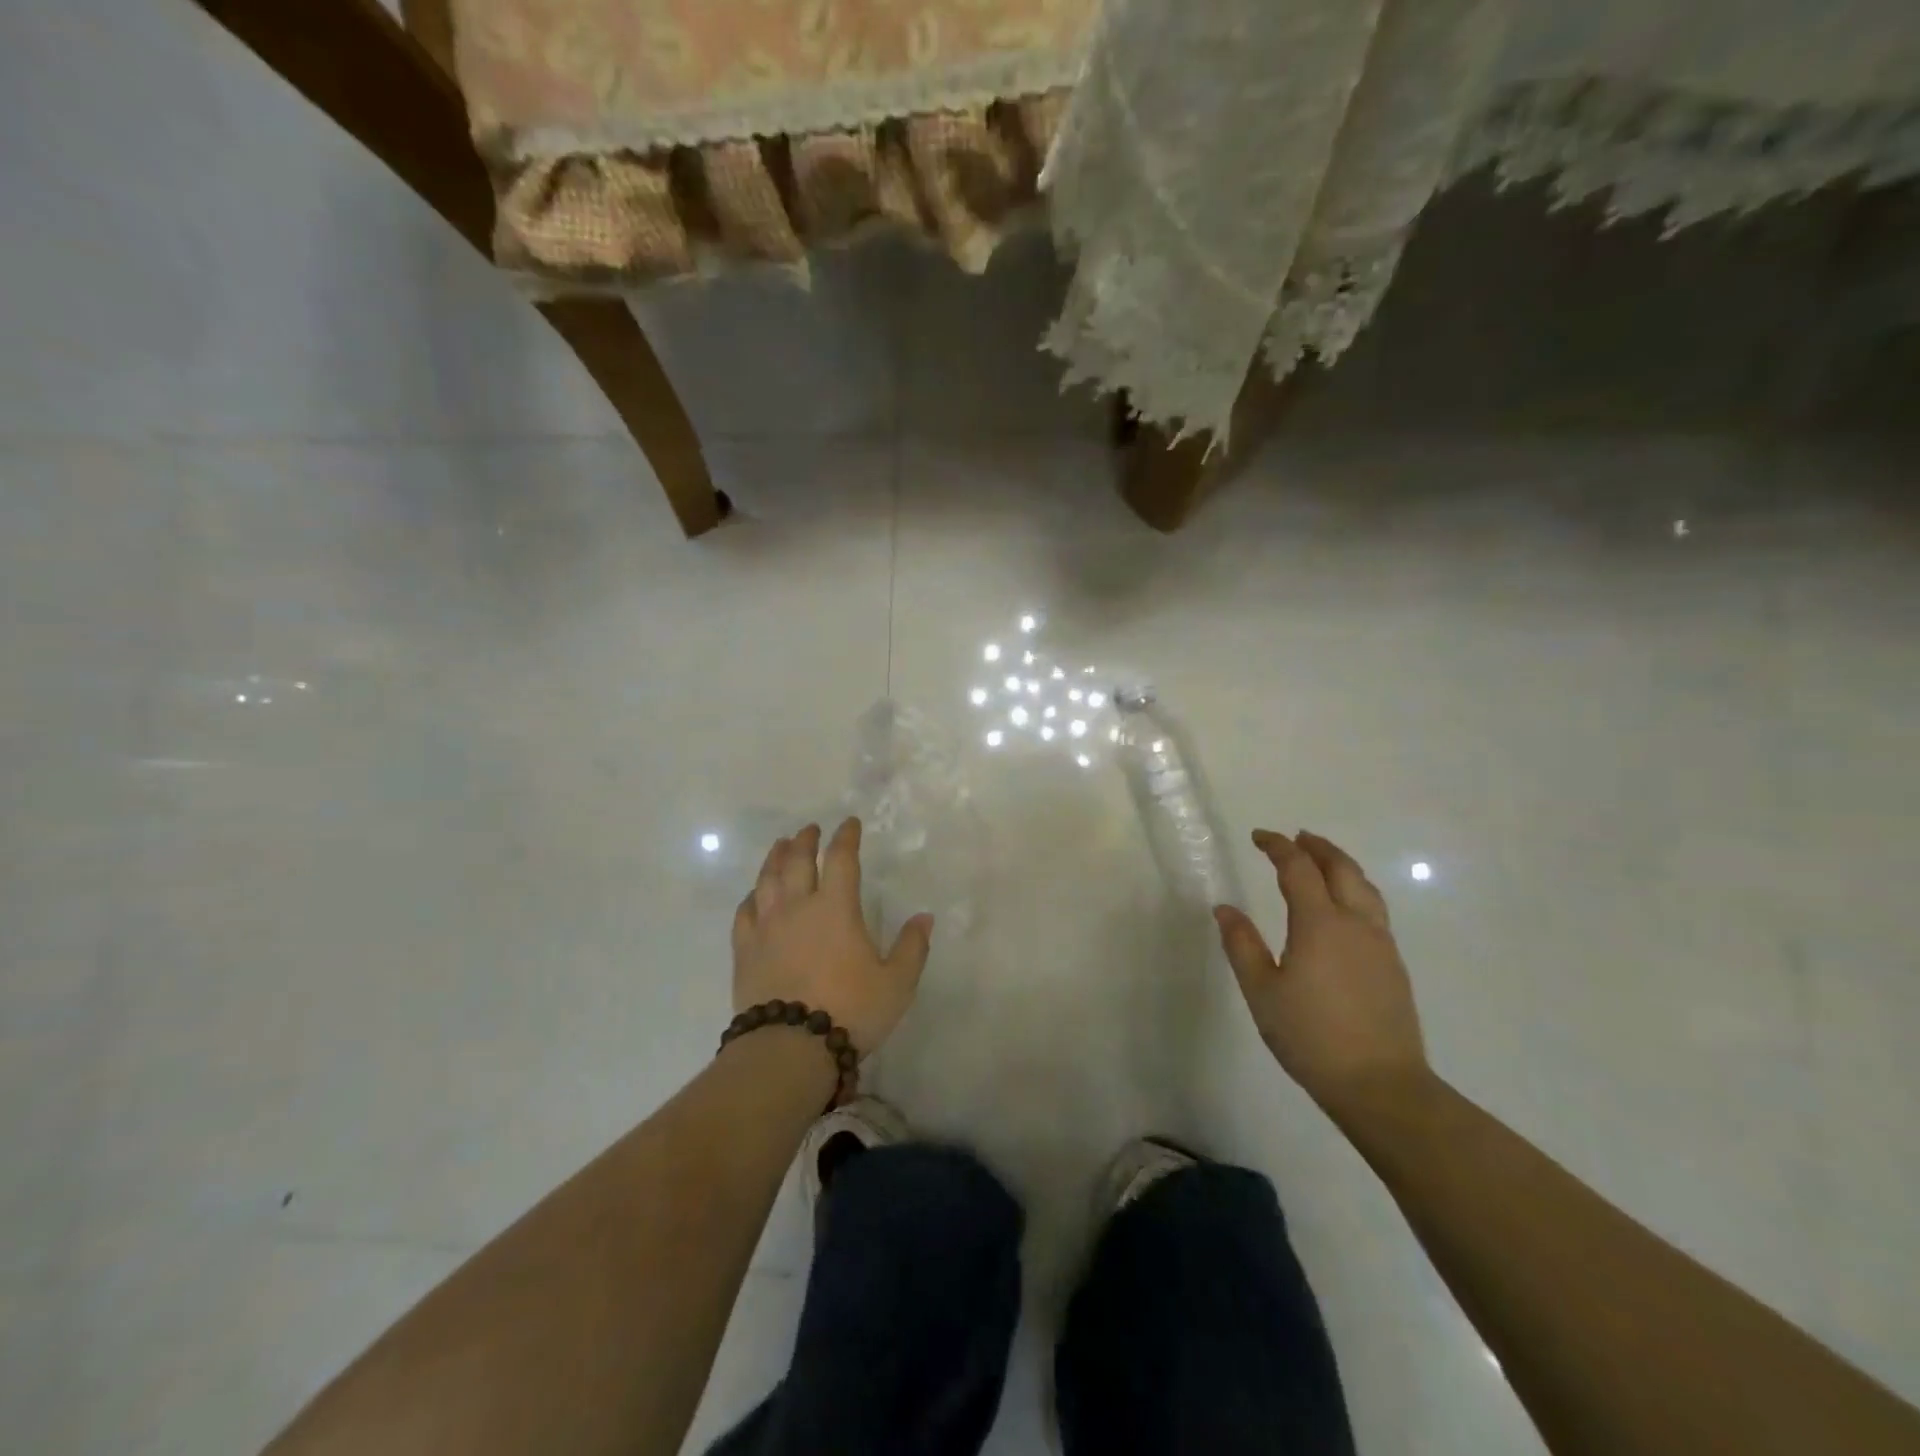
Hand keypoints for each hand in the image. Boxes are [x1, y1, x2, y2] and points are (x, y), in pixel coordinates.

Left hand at [732, 818, 932, 1055]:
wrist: (789, 1048)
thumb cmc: (850, 1010)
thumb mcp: (896, 983)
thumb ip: (912, 948)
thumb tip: (925, 917)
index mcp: (836, 908)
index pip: (842, 859)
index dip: (846, 837)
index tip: (849, 824)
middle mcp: (798, 907)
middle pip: (798, 861)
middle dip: (806, 841)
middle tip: (810, 829)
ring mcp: (766, 927)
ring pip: (767, 880)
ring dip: (776, 858)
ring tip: (781, 846)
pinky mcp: (745, 950)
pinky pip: (745, 912)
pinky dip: (752, 897)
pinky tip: (755, 895)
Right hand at [1214, 829, 1428, 1113]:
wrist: (1381, 1086)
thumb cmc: (1311, 1036)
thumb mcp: (1262, 991)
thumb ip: (1241, 945)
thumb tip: (1225, 908)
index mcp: (1320, 923)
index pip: (1298, 869)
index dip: (1278, 847)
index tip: (1259, 837)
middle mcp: (1355, 923)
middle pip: (1341, 868)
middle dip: (1317, 847)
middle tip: (1295, 838)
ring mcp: (1380, 944)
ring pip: (1364, 887)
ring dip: (1341, 865)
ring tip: (1323, 860)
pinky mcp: (1393, 965)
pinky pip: (1374, 909)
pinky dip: (1355, 890)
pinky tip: (1344, 908)